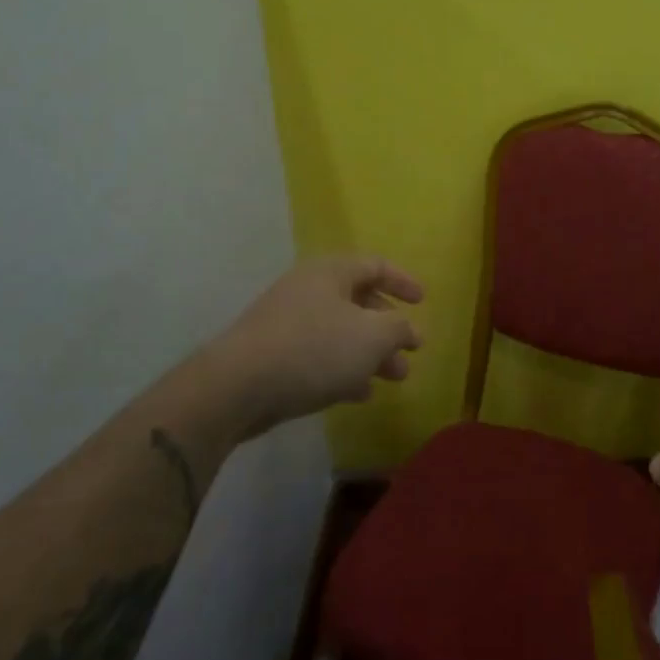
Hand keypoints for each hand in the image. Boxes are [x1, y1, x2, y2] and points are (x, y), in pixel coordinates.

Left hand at [210, 255, 424, 437]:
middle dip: (389, 329)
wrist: (237, 387)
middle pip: (359, 302)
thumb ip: (398, 328)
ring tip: (393, 379)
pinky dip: (344, 370)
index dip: (403, 281)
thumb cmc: (314, 349)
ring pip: (341, 333)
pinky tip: (359, 394)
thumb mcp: (372, 336)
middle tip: (409, 353)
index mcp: (331, 273)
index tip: (423, 302)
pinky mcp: (274, 355)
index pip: (375, 266)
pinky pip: (319, 356)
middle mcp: (308, 290)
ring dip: (371, 354)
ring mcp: (287, 323)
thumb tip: (408, 330)